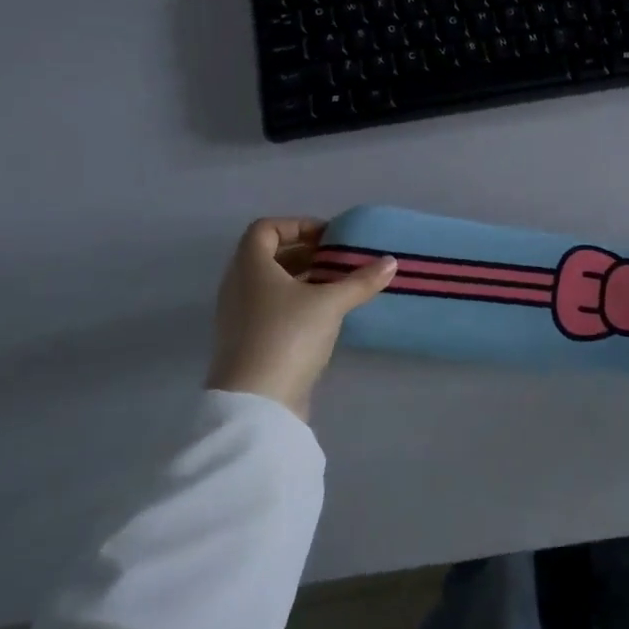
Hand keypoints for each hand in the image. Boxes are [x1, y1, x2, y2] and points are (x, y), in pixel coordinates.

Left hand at [206, 217, 396, 417]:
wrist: (256, 403)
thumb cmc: (288, 336)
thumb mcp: (330, 303)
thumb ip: (361, 281)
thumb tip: (390, 261)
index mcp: (250, 266)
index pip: (265, 229)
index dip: (297, 225)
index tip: (328, 237)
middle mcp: (238, 286)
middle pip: (268, 255)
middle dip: (305, 252)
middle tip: (338, 259)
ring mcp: (239, 316)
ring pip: (270, 284)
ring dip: (302, 278)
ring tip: (337, 284)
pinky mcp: (247, 341)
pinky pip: (270, 307)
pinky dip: (295, 302)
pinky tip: (324, 314)